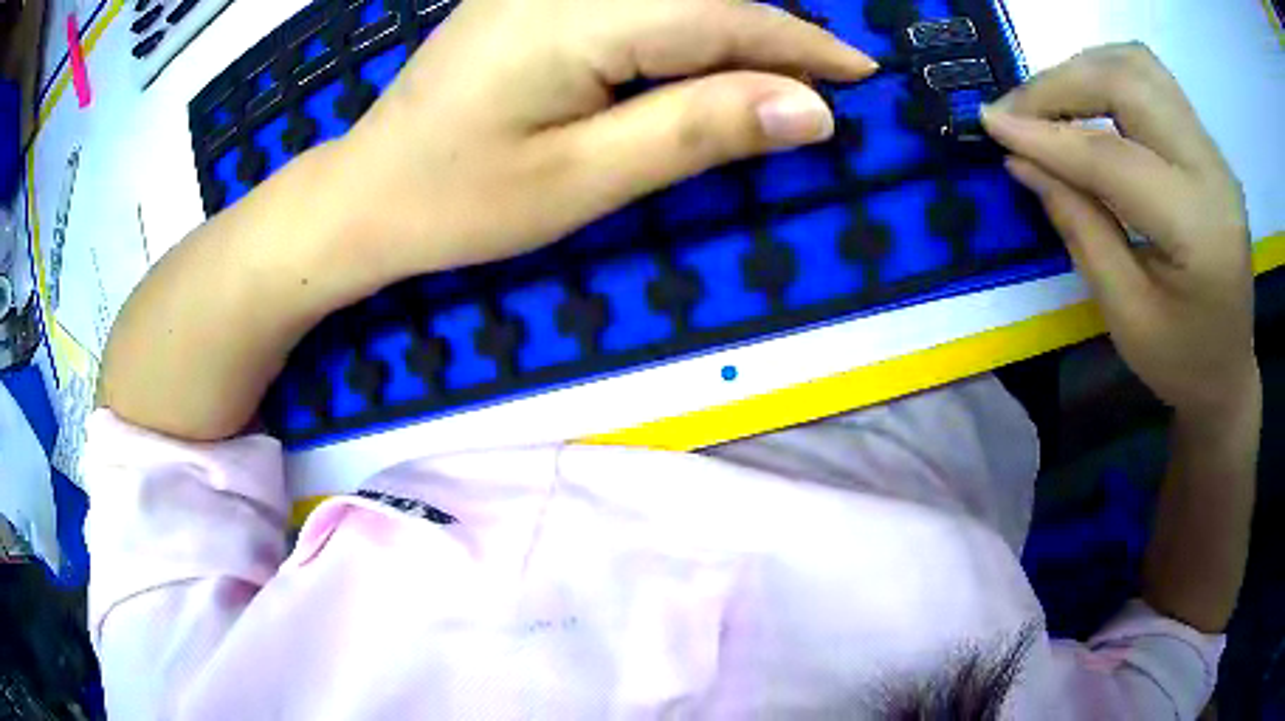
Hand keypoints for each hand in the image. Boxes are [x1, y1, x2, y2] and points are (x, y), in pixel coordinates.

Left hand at [338, 0, 875, 281]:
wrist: (366, 192)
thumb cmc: (459, 202)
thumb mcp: (584, 179)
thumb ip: (699, 130)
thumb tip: (810, 109)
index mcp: (574, 17)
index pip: (721, 14)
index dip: (801, 43)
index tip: (861, 73)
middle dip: (774, 34)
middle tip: (829, 79)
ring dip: (733, 25)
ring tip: (782, 70)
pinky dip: (685, 23)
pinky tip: (706, 52)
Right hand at [981, 43, 1257, 419]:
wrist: (1229, 370)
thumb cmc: (1179, 361)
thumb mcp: (1124, 314)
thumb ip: (1078, 227)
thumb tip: (1021, 161)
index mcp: (1199, 232)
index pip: (1114, 157)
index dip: (1047, 136)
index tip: (990, 123)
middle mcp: (1213, 173)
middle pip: (1128, 82)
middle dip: (1061, 85)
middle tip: (1016, 112)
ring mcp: (1213, 152)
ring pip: (1138, 65)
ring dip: (1084, 70)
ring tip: (1049, 104)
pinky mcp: (1206, 145)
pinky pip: (1151, 80)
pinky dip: (1108, 77)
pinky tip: (1087, 103)